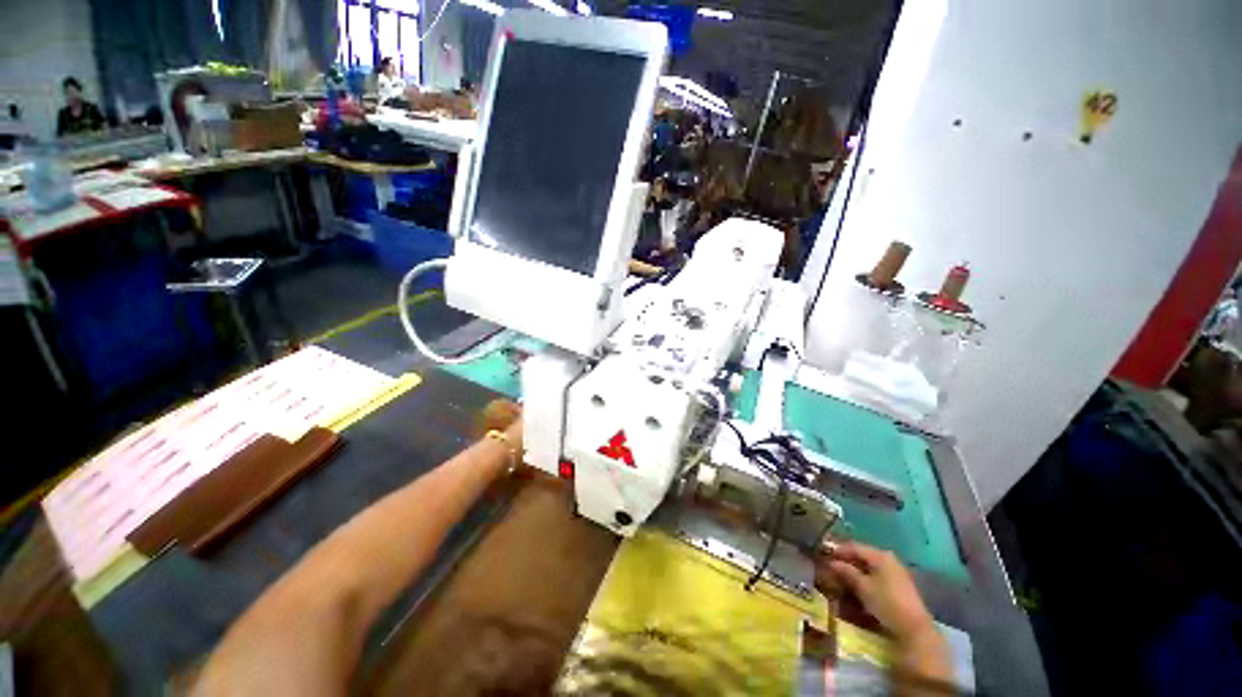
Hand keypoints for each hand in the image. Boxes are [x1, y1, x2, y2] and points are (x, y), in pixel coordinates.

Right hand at [816, 541, 935, 645]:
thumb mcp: (863, 587)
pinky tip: (857, 585)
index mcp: (880, 555)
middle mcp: (888, 559)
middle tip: (831, 567)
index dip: (838, 550)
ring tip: (841, 577)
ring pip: (869, 566)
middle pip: (862, 555)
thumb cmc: (886, 603)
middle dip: (846, 561)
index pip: (854, 547)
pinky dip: (865, 577)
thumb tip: (831, 562)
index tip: (824, 555)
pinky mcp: (899, 584)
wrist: (914, 628)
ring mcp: (895, 572)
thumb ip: (847, 572)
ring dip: (855, 570)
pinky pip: (877, 575)